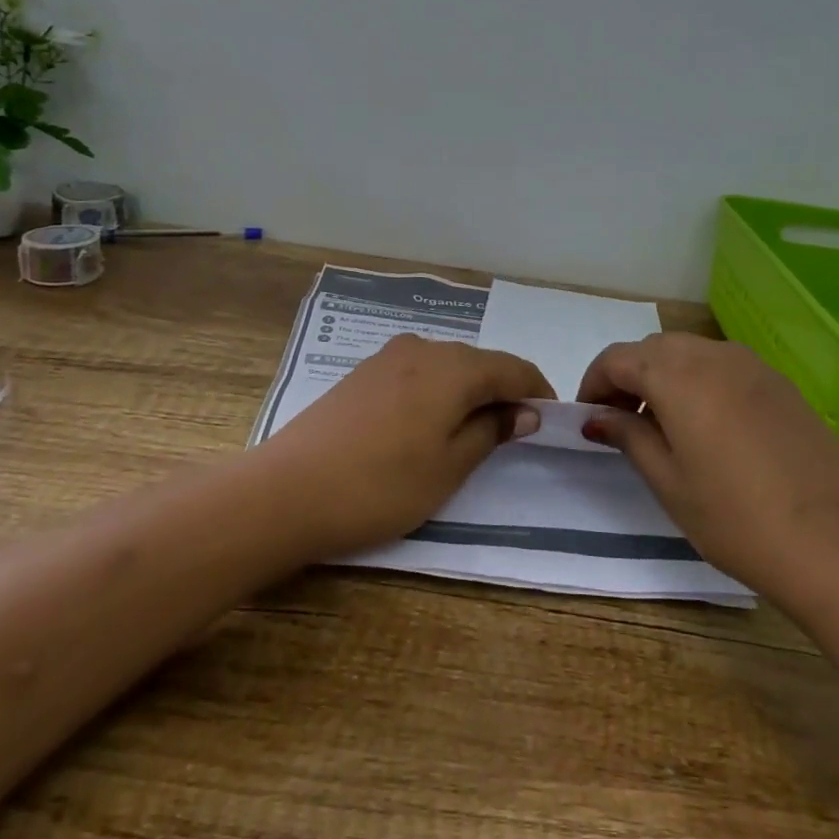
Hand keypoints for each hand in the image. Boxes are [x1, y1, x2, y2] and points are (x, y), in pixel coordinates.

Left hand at [264, 334, 551, 559]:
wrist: (287, 490)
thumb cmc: (381, 485)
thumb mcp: (449, 467)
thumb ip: (490, 431)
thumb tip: (523, 411)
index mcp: (454, 368)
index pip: (513, 368)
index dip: (537, 390)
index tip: (550, 418)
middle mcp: (424, 348)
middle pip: (480, 362)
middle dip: (503, 390)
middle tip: (513, 431)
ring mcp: (388, 357)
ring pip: (447, 365)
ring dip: (469, 390)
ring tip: (472, 430)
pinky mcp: (363, 372)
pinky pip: (418, 371)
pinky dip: (437, 390)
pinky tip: (428, 422)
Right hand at [579, 334, 838, 612]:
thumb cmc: (737, 520)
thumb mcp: (669, 483)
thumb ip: (629, 437)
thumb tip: (598, 417)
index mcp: (678, 375)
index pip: (618, 358)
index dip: (594, 383)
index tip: (588, 417)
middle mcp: (714, 355)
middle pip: (655, 349)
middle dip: (628, 376)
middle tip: (621, 421)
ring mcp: (754, 366)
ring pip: (691, 353)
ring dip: (665, 376)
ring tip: (663, 426)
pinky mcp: (782, 385)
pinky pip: (725, 367)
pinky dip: (700, 382)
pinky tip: (708, 427)